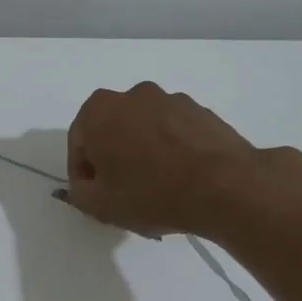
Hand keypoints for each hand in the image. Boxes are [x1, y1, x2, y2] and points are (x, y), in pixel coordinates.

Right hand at [66, 82, 265, 235]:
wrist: (224, 187)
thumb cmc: (150, 193)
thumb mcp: (99, 205)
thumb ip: (79, 192)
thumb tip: (85, 185)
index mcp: (98, 111)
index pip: (77, 144)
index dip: (82, 173)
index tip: (94, 195)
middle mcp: (132, 95)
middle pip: (111, 130)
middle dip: (111, 157)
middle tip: (121, 190)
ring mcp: (170, 99)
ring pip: (143, 128)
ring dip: (141, 151)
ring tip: (155, 185)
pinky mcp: (201, 110)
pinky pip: (173, 131)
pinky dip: (170, 149)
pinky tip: (180, 177)